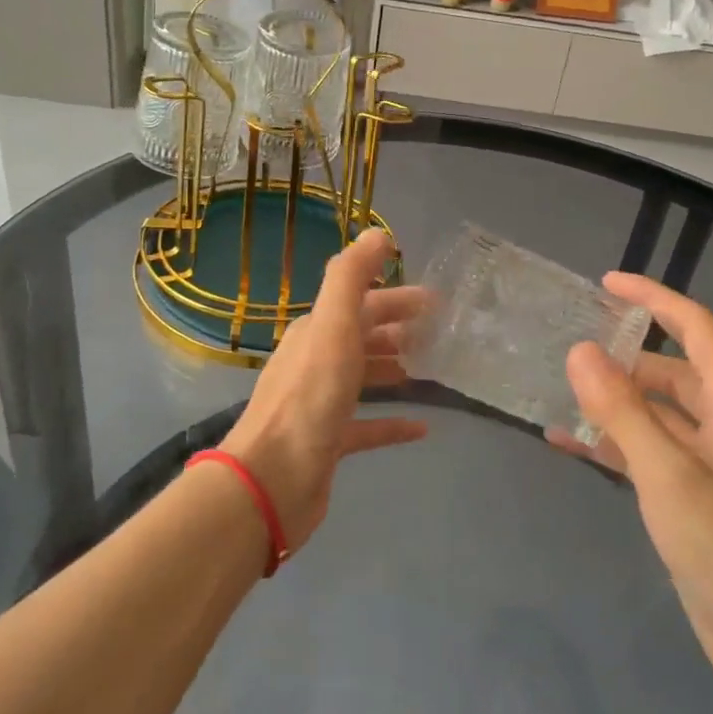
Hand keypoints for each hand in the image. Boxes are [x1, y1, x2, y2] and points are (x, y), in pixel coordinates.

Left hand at [220, 229, 427, 549]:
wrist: (271, 480)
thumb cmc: (308, 400)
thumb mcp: (332, 329)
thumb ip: (350, 278)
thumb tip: (377, 233)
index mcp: (316, 333)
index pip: (361, 303)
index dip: (397, 298)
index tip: (436, 301)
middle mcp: (316, 362)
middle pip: (363, 337)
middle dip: (399, 329)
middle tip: (440, 333)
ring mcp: (321, 404)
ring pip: (363, 377)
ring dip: (394, 369)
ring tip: (432, 370)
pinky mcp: (329, 443)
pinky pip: (367, 426)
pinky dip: (392, 423)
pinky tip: (422, 428)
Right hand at [553, 273, 712, 695]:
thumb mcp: (667, 472)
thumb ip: (621, 409)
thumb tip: (581, 350)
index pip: (696, 329)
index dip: (655, 299)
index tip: (607, 284)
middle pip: (673, 371)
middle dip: (625, 356)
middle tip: (571, 350)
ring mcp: (709, 464)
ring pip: (656, 414)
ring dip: (614, 402)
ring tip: (561, 393)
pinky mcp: (693, 498)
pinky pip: (648, 453)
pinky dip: (613, 443)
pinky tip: (571, 445)